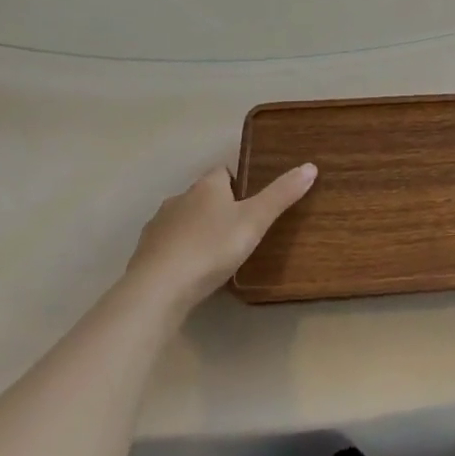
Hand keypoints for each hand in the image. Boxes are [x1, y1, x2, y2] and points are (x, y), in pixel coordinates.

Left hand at [126, 163, 316, 310]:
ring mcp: (158, 226)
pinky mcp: (144, 253)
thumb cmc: (211, 248)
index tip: (252, 203)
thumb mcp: (255, 221)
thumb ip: (281, 195)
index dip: (239, 183)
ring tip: (216, 254)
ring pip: (184, 220)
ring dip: (197, 230)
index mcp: (206, 186)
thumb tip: (310, 166)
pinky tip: (190, 271)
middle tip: (240, 231)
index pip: (224, 171)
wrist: (157, 289)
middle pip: (203, 195)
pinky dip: (180, 252)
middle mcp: (179, 198)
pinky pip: (168, 245)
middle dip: (218, 208)